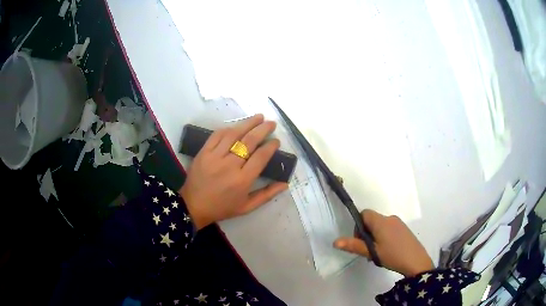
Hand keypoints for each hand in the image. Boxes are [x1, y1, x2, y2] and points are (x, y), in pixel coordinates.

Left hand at [179, 114, 288, 229]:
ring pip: (234, 134)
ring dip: (248, 123)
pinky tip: (237, 125)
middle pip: (249, 141)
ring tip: (259, 117)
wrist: (194, 206)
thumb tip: (285, 183)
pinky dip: (229, 128)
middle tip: (271, 123)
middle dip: (263, 129)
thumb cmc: (222, 207)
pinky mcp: (203, 152)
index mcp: (242, 180)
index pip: (261, 157)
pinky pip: (217, 135)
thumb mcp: (247, 207)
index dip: (271, 146)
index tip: (276, 141)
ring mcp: (214, 157)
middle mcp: (229, 166)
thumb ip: (267, 195)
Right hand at [334, 210, 433, 276]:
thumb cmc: (392, 255)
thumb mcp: (372, 252)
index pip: (364, 213)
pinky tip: (387, 252)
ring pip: (381, 226)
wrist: (416, 261)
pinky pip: (389, 229)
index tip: (360, 241)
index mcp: (381, 221)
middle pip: (372, 220)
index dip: (358, 225)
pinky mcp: (404, 229)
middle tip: (368, 251)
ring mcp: (399, 223)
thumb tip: (335, 241)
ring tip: (377, 254)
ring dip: (375, 237)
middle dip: (366, 234)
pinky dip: (384, 237)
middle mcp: (390, 218)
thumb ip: (354, 245)